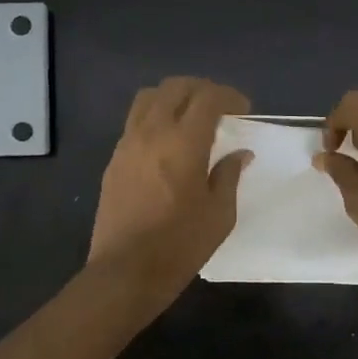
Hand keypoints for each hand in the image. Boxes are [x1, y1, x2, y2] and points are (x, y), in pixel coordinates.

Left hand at [89, 77, 252, 300]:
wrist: (126, 271)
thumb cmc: (180, 245)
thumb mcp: (219, 214)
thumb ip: (229, 175)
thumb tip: (239, 154)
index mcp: (183, 143)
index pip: (207, 97)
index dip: (229, 96)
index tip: (243, 110)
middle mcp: (152, 132)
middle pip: (175, 87)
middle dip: (201, 89)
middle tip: (220, 108)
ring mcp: (127, 144)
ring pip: (149, 98)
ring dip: (174, 97)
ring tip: (190, 117)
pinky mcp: (114, 159)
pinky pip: (135, 121)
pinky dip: (155, 116)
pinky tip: (168, 141)